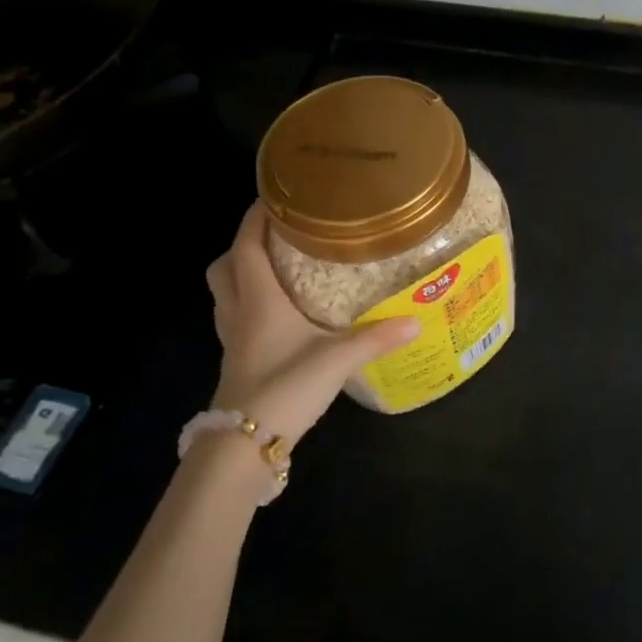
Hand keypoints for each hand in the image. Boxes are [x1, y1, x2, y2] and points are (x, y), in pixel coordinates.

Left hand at [204, 202, 417, 445]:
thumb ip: (377, 338)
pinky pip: (235, 318)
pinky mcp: (237, 361)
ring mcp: (233, 339)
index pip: (247, 246)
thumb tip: (417, 319)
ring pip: (225, 293)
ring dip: (243, 273)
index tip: (274, 196)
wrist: (243, 445)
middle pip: (225, 266)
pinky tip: (279, 315)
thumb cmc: (285, 388)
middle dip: (244, 244)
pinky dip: (250, 305)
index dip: (255, 218)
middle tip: (278, 235)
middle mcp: (240, 312)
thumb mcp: (338, 360)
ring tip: (279, 267)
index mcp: (259, 300)